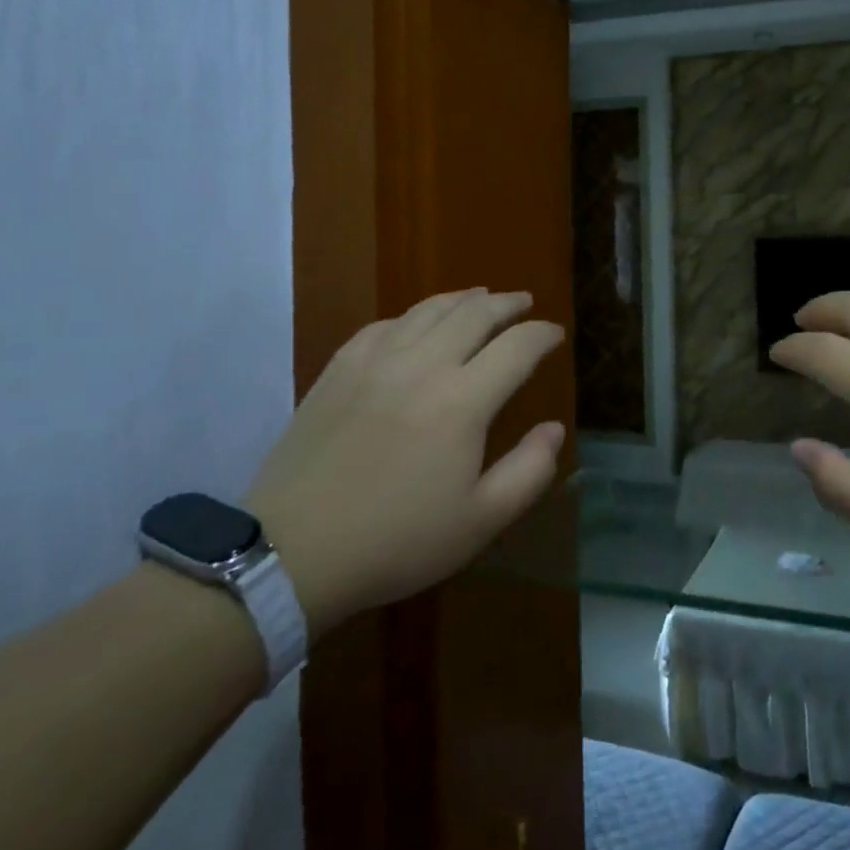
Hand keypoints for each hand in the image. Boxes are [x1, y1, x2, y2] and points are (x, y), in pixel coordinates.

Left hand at [245, 289, 565, 635]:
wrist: (293, 552)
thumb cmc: (395, 541)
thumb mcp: (479, 522)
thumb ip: (529, 472)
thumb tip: (554, 429)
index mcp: (462, 401)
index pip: (517, 347)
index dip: (542, 335)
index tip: (556, 334)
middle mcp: (423, 365)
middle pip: (475, 314)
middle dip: (507, 304)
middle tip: (525, 303)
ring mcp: (375, 361)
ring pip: (429, 310)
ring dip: (463, 299)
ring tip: (480, 297)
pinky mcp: (339, 368)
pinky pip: (385, 325)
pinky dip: (413, 316)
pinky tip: (417, 324)